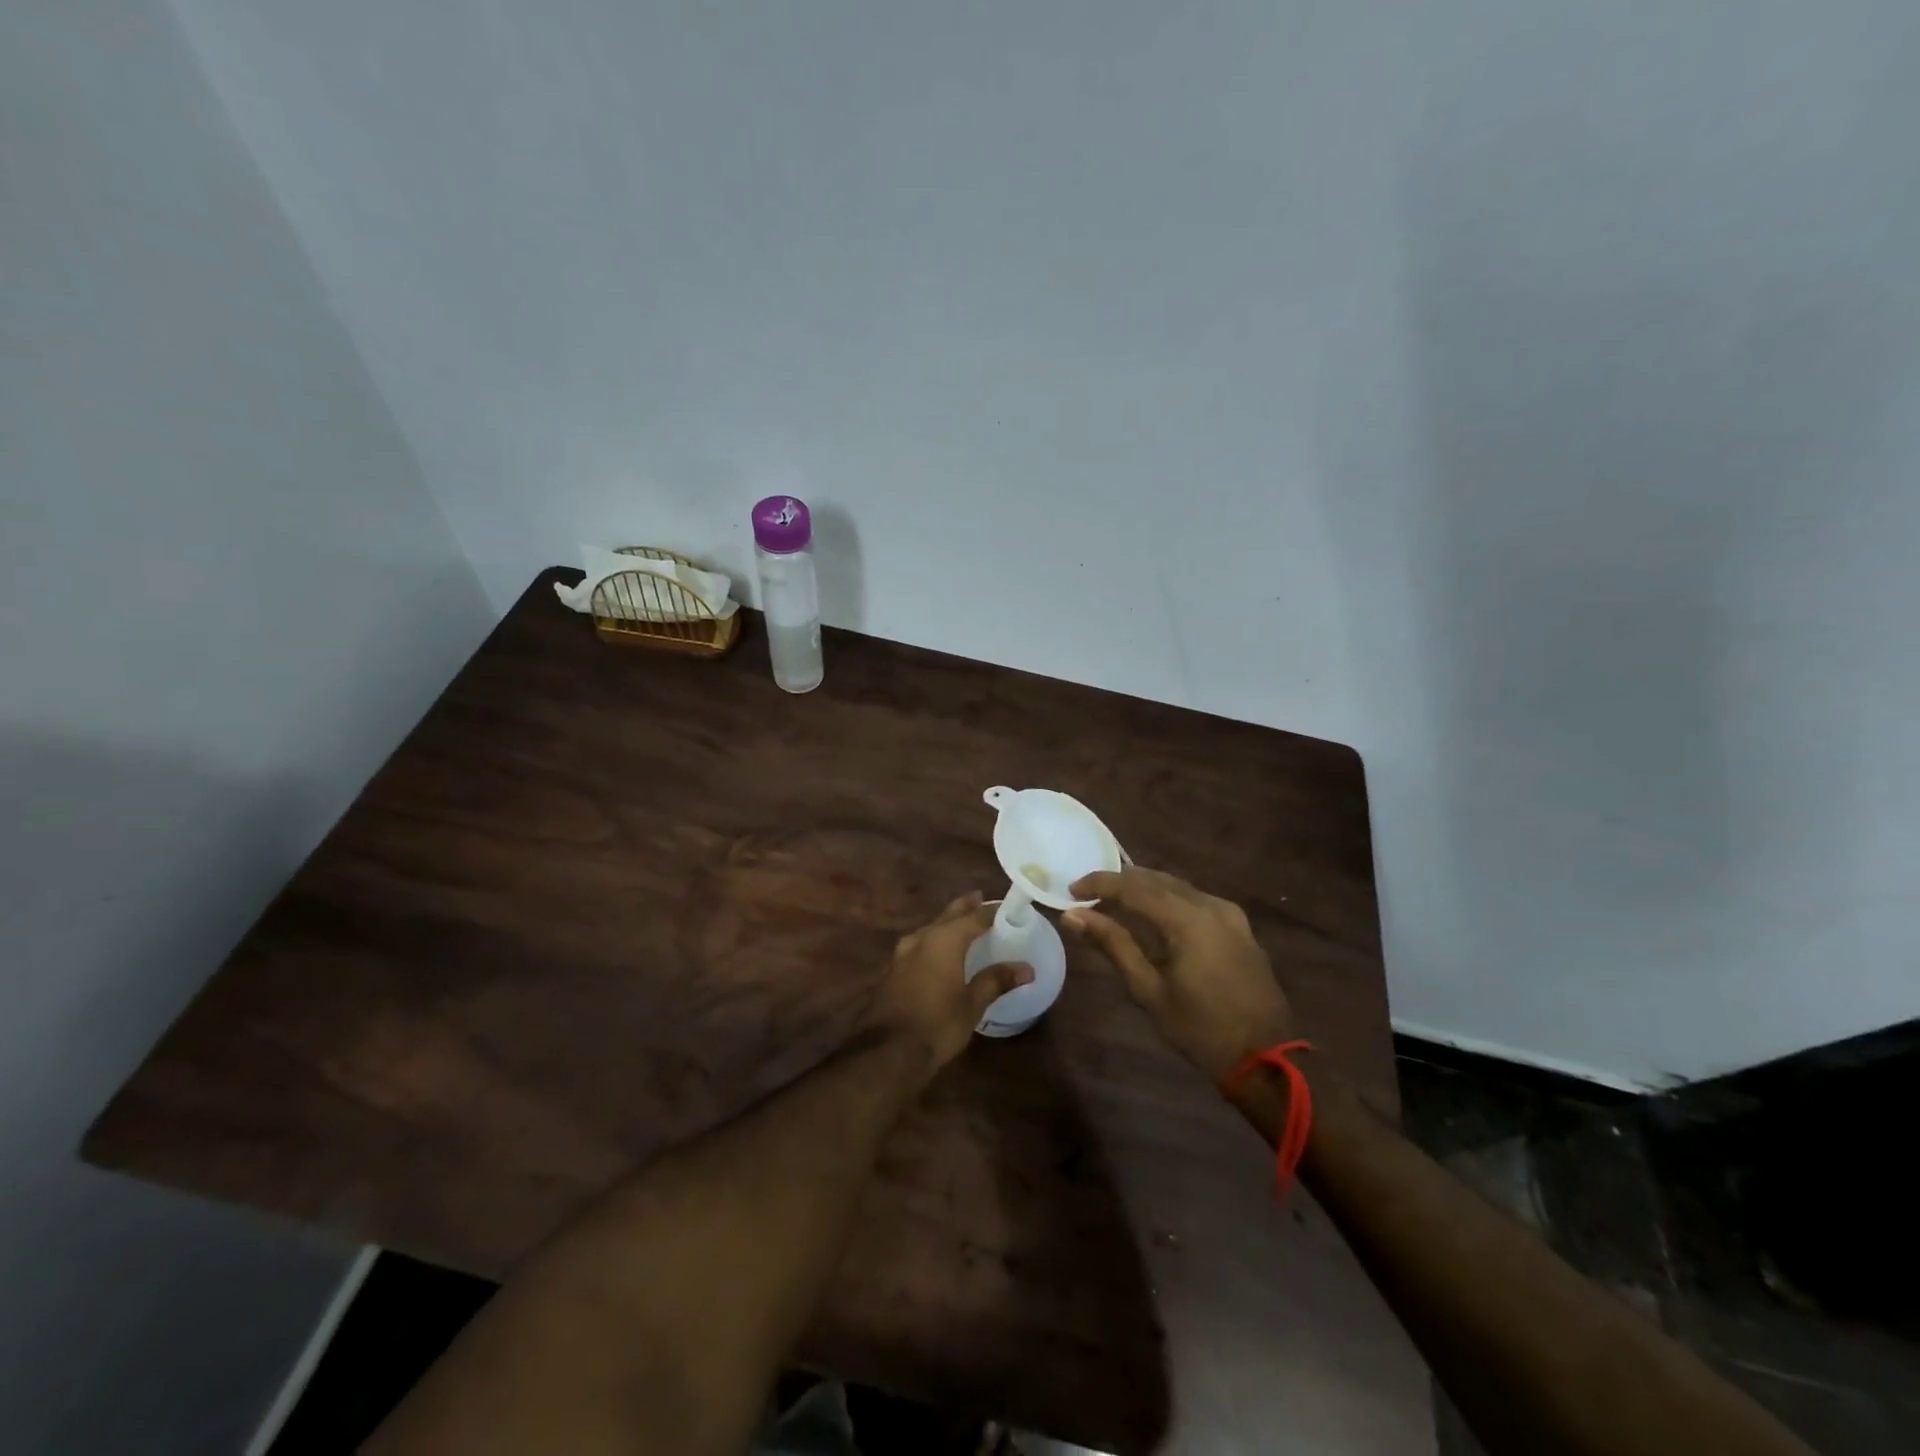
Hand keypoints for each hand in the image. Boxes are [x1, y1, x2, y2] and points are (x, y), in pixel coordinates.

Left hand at [867, 893, 1032, 1073]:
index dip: (991, 911)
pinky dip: (933, 942)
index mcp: (944, 940)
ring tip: (961, 924)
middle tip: (979, 898)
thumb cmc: (937, 1024)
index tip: (1006, 907)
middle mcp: (921, 938)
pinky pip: (918, 945)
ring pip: (930, 929)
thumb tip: (1026, 968)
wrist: (886, 1052)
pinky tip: (937, 954)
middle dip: (965, 907)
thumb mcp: (972, 1004)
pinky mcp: (892, 970)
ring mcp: (902, 953)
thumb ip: (996, 981)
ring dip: (946, 924)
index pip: (974, 917)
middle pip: (948, 916)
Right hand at [1064, 867, 1294, 1082]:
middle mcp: (1210, 905)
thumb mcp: (1149, 989)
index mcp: (1187, 919)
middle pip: (1156, 879)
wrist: (1267, 1058)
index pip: (1133, 887)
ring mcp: (1230, 913)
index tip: (1072, 891)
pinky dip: (1168, 899)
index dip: (1099, 883)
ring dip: (1144, 888)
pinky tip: (1153, 914)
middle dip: (1120, 882)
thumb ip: (1112, 944)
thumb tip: (1073, 916)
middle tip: (1088, 894)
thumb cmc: (1200, 1029)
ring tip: (1114, 901)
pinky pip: (1195, 899)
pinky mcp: (1240, 926)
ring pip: (1177, 886)